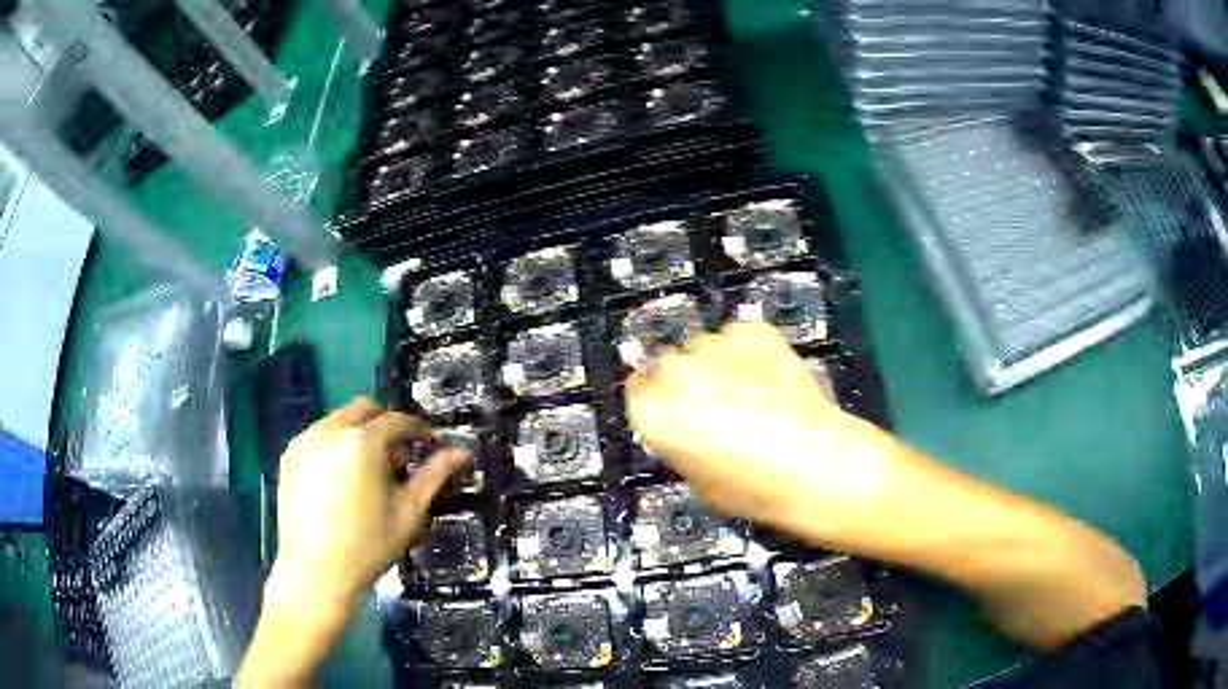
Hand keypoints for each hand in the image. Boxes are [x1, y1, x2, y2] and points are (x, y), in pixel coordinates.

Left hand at [268, 396, 469, 606]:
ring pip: (339, 420)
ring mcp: (304, 441)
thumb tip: (461, 452)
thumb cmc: (367, 547)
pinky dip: (336, 446)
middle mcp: (329, 430)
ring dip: (359, 434)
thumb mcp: (408, 513)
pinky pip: (318, 437)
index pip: (396, 420)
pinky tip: (341, 480)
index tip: (429, 445)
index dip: (418, 430)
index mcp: (361, 442)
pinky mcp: (289, 456)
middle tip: (399, 456)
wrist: (314, 573)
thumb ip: (434, 476)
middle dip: (386, 424)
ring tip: (369, 472)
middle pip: (364, 409)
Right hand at [626, 322, 894, 533]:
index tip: (674, 412)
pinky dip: (749, 350)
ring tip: (751, 390)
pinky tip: (770, 375)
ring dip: (718, 364)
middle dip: (685, 381)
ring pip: (705, 347)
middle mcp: (675, 371)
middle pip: (668, 365)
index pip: (637, 391)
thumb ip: (681, 445)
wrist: (817, 465)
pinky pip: (739, 335)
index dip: (658, 402)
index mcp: (654, 412)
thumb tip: (687, 429)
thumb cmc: (754, 490)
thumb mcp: (698, 483)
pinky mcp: (754, 331)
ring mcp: (715, 345)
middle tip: (714, 405)